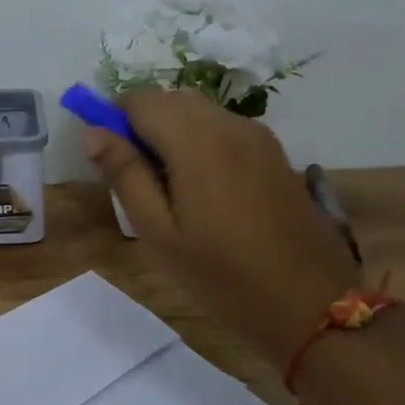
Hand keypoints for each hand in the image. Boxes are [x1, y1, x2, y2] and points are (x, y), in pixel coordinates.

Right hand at [86, 89, 358, 362]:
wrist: (310, 305)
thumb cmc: (222, 276)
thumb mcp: (158, 232)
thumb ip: (125, 174)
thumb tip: (94, 131)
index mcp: (196, 140)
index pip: (140, 100)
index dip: (114, 118)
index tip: (108, 158)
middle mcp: (229, 124)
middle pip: (170, 99)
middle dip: (142, 123)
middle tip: (136, 178)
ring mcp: (257, 136)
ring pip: (198, 111)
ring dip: (171, 131)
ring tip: (168, 187)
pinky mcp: (274, 152)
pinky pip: (223, 128)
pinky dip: (200, 140)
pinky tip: (202, 189)